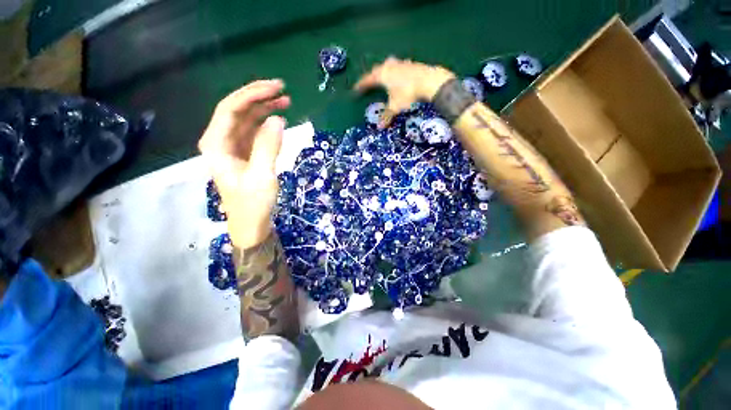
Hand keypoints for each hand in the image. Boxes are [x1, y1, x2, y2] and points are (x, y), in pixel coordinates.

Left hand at [198, 80, 290, 247]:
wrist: (251, 224)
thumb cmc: (253, 203)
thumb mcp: (262, 176)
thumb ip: (268, 146)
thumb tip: (278, 119)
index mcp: (216, 144)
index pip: (230, 109)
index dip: (252, 94)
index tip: (276, 88)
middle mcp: (220, 141)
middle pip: (237, 110)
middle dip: (259, 98)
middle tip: (283, 90)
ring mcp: (233, 147)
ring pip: (247, 120)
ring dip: (264, 109)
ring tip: (285, 102)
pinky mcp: (244, 154)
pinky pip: (254, 133)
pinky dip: (267, 125)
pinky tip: (279, 121)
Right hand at [354, 57, 454, 126]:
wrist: (429, 81)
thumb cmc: (408, 94)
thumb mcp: (395, 107)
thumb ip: (387, 116)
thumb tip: (379, 127)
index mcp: (382, 75)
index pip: (367, 80)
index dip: (361, 85)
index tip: (355, 90)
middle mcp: (389, 66)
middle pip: (377, 70)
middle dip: (372, 77)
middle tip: (369, 83)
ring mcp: (400, 63)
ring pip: (388, 66)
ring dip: (384, 71)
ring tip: (383, 77)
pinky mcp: (410, 64)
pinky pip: (398, 67)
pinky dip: (395, 72)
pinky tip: (399, 76)